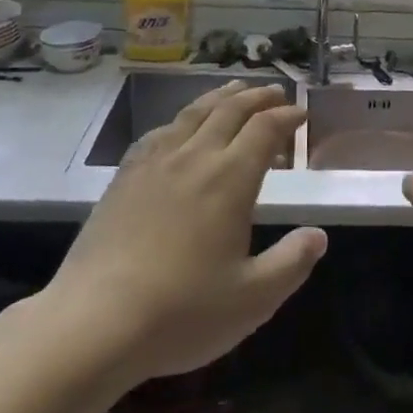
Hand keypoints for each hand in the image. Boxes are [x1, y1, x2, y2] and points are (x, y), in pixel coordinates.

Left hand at [55, 81, 326, 388]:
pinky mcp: (124, 177)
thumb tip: (318, 235)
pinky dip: (181, 119)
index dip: (287, 116)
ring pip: (194, 113)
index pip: (265, 129)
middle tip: (275, 92)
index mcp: (230, 178)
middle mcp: (195, 157)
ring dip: (221, 97)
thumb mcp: (252, 299)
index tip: (301, 114)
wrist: (94, 322)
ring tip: (235, 89)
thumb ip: (291, 263)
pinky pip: (159, 132)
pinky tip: (180, 126)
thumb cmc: (181, 312)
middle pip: (231, 110)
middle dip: (258, 97)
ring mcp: (155, 163)